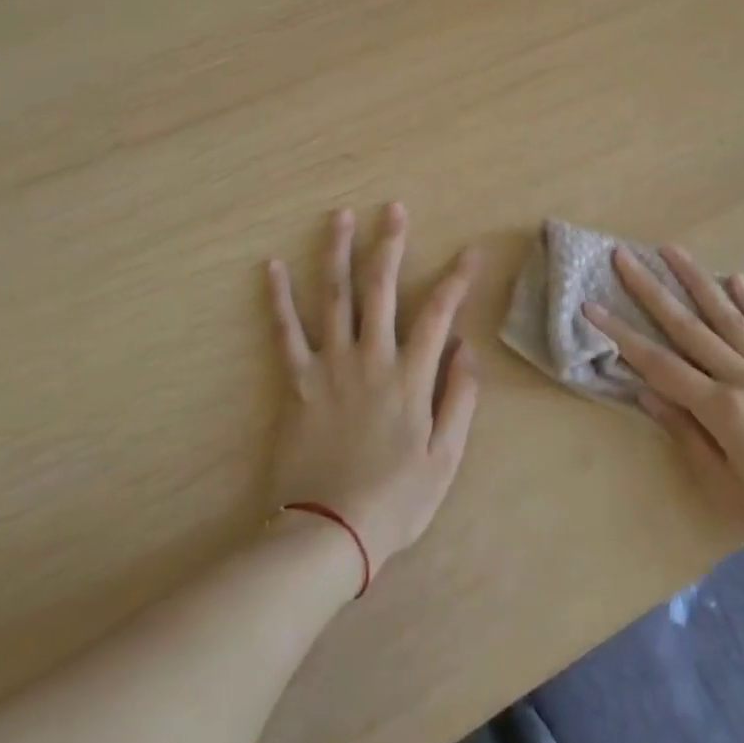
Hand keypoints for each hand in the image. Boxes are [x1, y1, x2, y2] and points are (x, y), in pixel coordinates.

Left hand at [266, 204, 479, 581]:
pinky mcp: (295, 380)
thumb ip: (459, 398)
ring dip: (338, 252)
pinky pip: (285, 331)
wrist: (327, 533)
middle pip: (382, 288)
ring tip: (341, 216)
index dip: (457, 279)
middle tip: (394, 209)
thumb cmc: (395, 500)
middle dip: (390, 244)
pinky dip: (278, 297)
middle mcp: (370, 357)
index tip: (471, 251)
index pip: (439, 313)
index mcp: (410, 376)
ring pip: (335, 296)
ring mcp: (329, 364)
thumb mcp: (445, 458)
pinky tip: (272, 266)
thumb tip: (466, 347)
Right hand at [584, 245, 743, 595]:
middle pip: (690, 328)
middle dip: (652, 290)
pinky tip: (738, 279)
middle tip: (625, 256)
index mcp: (726, 413)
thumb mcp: (725, 493)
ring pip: (731, 318)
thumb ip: (686, 437)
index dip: (622, 335)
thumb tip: (647, 393)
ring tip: (673, 250)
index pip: (660, 365)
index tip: (592, 306)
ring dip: (699, 281)